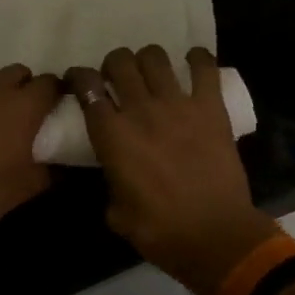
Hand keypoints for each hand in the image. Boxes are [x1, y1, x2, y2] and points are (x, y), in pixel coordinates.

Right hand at [68, 46, 278, 294]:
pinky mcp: (211, 107)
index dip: (78, 77)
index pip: (86, 86)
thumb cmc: (161, 232)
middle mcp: (141, 110)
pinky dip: (196, 59)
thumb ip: (110, 180)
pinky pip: (204, 67)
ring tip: (151, 74)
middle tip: (117, 80)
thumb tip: (115, 169)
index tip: (79, 82)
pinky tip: (192, 63)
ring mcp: (178, 104)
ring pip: (155, 56)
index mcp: (112, 135)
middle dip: (113, 64)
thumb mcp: (116, 212)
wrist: (216, 237)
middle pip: (119, 61)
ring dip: (147, 60)